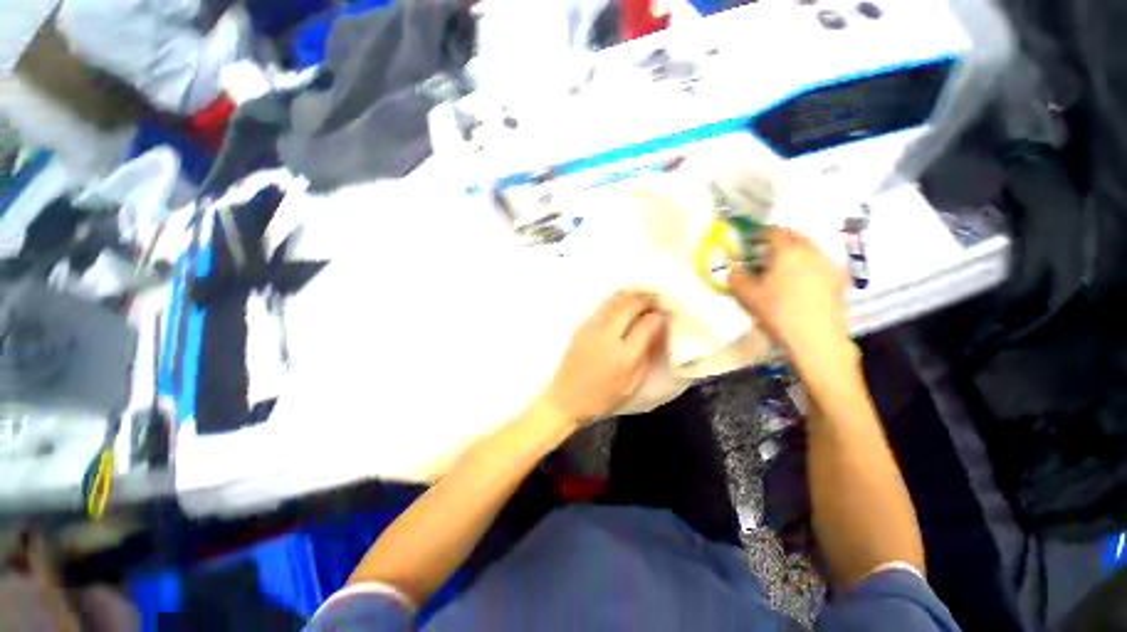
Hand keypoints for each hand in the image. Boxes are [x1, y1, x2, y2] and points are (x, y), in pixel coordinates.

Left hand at [539, 291, 668, 425]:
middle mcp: (607, 336)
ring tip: (642, 295)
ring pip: (614, 300)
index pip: (647, 325)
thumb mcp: (631, 385)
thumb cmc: (601, 397)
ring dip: (631, 295)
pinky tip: (623, 302)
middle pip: (630, 305)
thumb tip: (659, 334)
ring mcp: (591, 328)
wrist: (564, 397)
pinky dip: (616, 299)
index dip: (659, 316)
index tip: (665, 313)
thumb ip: (647, 358)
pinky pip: (602, 305)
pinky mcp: (581, 326)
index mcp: (623, 355)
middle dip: (646, 298)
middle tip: (655, 299)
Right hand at [728, 228, 850, 362]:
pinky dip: (810, 266)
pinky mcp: (839, 279)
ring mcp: (828, 265)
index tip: (751, 242)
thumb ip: (737, 280)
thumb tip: (731, 272)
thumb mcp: (749, 296)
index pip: (773, 232)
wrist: (816, 336)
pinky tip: (803, 281)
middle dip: (780, 241)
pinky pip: (822, 264)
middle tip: (767, 254)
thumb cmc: (778, 312)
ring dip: (796, 253)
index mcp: (787, 251)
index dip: (760, 234)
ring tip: (785, 268)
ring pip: (811, 249)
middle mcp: (810, 251)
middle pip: (795, 237)